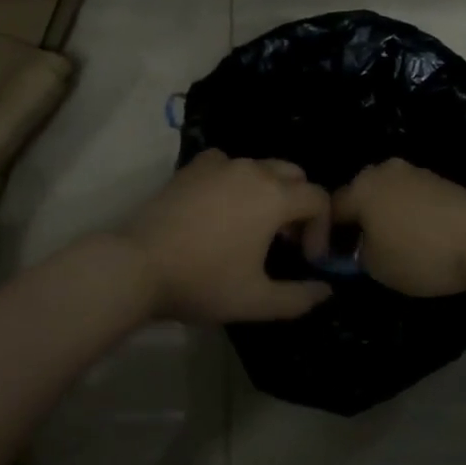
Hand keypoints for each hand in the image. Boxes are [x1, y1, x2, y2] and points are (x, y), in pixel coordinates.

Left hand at [121, 150, 333, 323]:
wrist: (139, 264)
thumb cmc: (204, 281)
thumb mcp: (257, 301)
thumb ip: (299, 297)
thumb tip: (326, 291)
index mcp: (275, 196)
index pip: (318, 198)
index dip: (322, 228)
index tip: (308, 259)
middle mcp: (253, 169)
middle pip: (294, 175)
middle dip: (300, 205)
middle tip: (286, 241)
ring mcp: (221, 163)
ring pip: (261, 167)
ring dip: (270, 191)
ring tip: (255, 226)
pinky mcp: (194, 166)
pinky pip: (228, 164)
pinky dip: (236, 180)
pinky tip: (222, 206)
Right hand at [317, 159, 465, 296]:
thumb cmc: (421, 254)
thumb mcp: (375, 266)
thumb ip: (353, 254)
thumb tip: (354, 247)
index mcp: (360, 186)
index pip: (329, 209)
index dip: (323, 236)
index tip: (327, 260)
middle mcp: (383, 170)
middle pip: (357, 196)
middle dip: (354, 221)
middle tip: (356, 251)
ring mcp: (414, 172)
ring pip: (385, 195)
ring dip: (381, 216)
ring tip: (387, 245)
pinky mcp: (439, 180)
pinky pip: (409, 197)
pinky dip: (405, 214)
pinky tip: (414, 236)